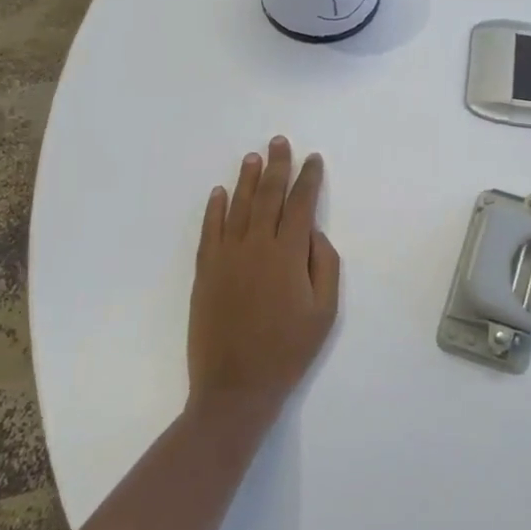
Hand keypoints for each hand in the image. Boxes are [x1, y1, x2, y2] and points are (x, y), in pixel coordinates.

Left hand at [187, 138, 340, 425]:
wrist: (235, 387)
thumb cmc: (288, 350)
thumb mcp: (324, 312)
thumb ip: (325, 266)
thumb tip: (314, 233)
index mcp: (288, 255)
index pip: (300, 204)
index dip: (308, 178)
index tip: (313, 159)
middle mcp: (256, 246)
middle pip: (267, 196)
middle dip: (276, 166)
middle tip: (279, 141)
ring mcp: (226, 257)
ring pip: (237, 207)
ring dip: (246, 179)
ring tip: (253, 156)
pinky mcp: (205, 272)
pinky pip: (210, 231)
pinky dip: (214, 209)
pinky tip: (218, 192)